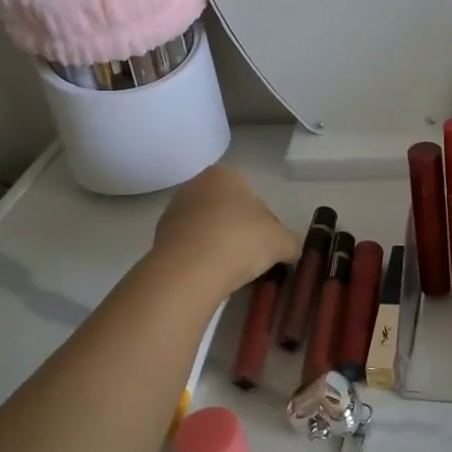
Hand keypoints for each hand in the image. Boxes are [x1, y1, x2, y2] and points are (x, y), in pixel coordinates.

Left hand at [152, 164, 298, 301]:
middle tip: (254, 259)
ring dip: (221, 246)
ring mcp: (174, 211)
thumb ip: (291, 242)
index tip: (270, 246)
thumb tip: (291, 250)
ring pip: (209, 229)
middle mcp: (196, 185)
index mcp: (226, 175)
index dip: (267, 224)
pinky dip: (202, 258)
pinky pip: (191, 247)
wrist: (190, 270)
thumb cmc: (241, 241)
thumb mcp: (282, 242)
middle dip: (242, 232)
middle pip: (229, 211)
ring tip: (232, 272)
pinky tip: (212, 276)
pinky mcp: (159, 238)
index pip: (254, 198)